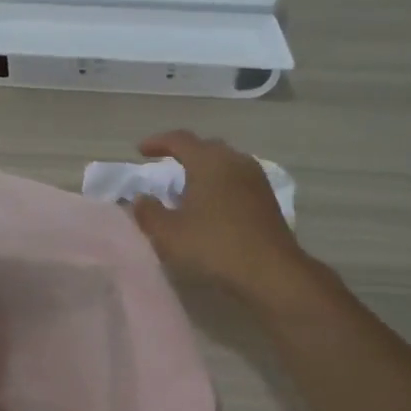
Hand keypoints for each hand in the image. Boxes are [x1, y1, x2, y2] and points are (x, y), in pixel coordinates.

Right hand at [130, 131, 309, 305]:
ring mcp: (255, 179)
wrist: (270, 271)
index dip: (157, 142)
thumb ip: (148, 212)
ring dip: (204, 170)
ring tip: (187, 188)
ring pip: (224, 163)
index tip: (140, 151)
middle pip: (206, 147)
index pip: (179, 140)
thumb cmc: (214, 246)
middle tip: (165, 167)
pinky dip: (219, 185)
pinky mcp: (267, 198)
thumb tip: (140, 199)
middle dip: (183, 153)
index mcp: (209, 162)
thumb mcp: (168, 234)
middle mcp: (235, 161)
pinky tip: (212, 206)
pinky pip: (237, 180)